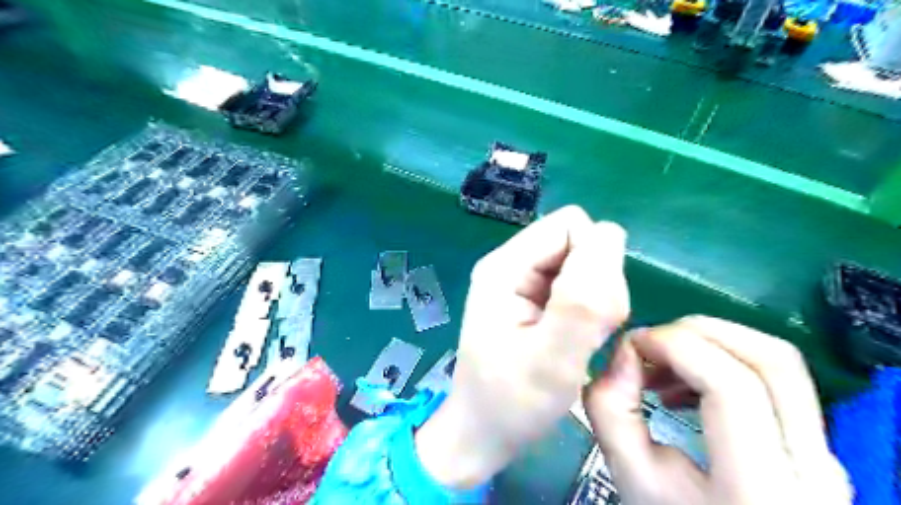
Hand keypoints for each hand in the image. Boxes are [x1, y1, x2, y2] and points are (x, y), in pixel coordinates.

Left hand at [414, 205, 628, 487]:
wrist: (485, 432)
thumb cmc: (512, 402)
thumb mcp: (551, 359)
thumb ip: (582, 300)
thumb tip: (611, 233)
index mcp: (505, 267)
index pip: (571, 225)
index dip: (596, 260)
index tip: (595, 309)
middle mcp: (512, 264)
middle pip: (579, 243)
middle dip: (598, 285)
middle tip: (585, 334)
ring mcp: (522, 281)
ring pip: (585, 265)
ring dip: (597, 302)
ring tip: (579, 342)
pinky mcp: (534, 299)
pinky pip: (580, 287)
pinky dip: (591, 312)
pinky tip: (578, 341)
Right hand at [586, 317, 852, 503]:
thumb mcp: (631, 478)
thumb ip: (611, 412)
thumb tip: (623, 353)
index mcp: (762, 487)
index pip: (732, 385)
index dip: (676, 346)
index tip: (632, 345)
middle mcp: (813, 467)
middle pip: (772, 360)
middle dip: (698, 331)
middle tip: (649, 343)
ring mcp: (823, 452)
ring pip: (778, 362)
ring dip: (711, 343)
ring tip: (662, 363)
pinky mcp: (813, 442)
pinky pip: (775, 379)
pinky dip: (724, 360)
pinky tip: (685, 383)